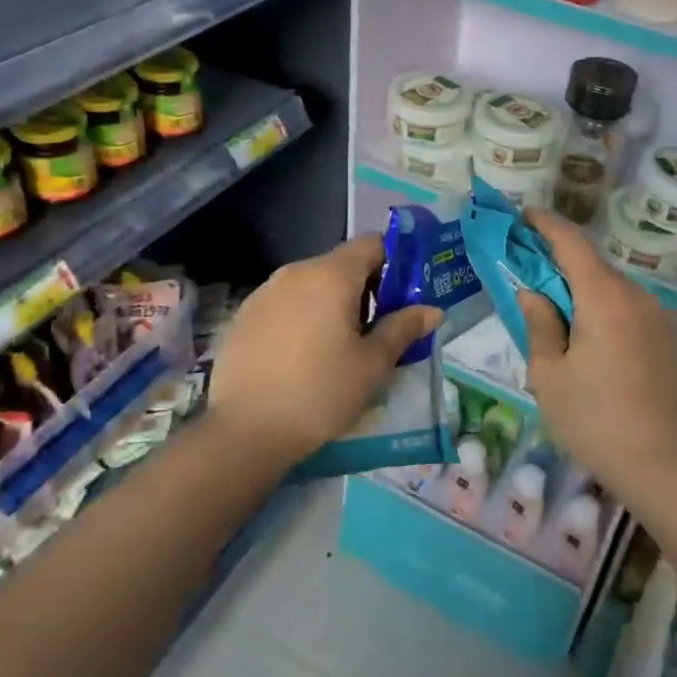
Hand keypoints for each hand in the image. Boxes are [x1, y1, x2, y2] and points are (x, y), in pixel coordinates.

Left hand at [208, 235, 441, 462]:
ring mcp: (264, 293)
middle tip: (382, 327)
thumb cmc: (320, 393)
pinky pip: (286, 304)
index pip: (372, 244)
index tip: (407, 292)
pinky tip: (306, 356)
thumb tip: (432, 310)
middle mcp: (295, 272)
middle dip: (367, 288)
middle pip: (341, 265)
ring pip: (312, 285)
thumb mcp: (372, 365)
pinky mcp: (244, 317)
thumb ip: (403, 329)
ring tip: (343, 345)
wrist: (244, 432)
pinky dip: (304, 317)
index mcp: (331, 275)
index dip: (395, 261)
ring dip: (334, 303)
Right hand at [515, 209, 676, 498]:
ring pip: (613, 290)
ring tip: (560, 316)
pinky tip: (594, 343)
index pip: (571, 242)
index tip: (523, 217)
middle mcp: (636, 297)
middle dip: (560, 263)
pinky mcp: (670, 341)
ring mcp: (659, 318)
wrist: (660, 465)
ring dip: (584, 291)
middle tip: (530, 273)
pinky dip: (606, 312)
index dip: (545, 224)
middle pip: (593, 265)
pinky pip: (631, 312)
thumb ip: (538, 324)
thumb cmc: (593, 419)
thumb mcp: (548, 374)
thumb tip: (533, 293)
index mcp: (603, 297)